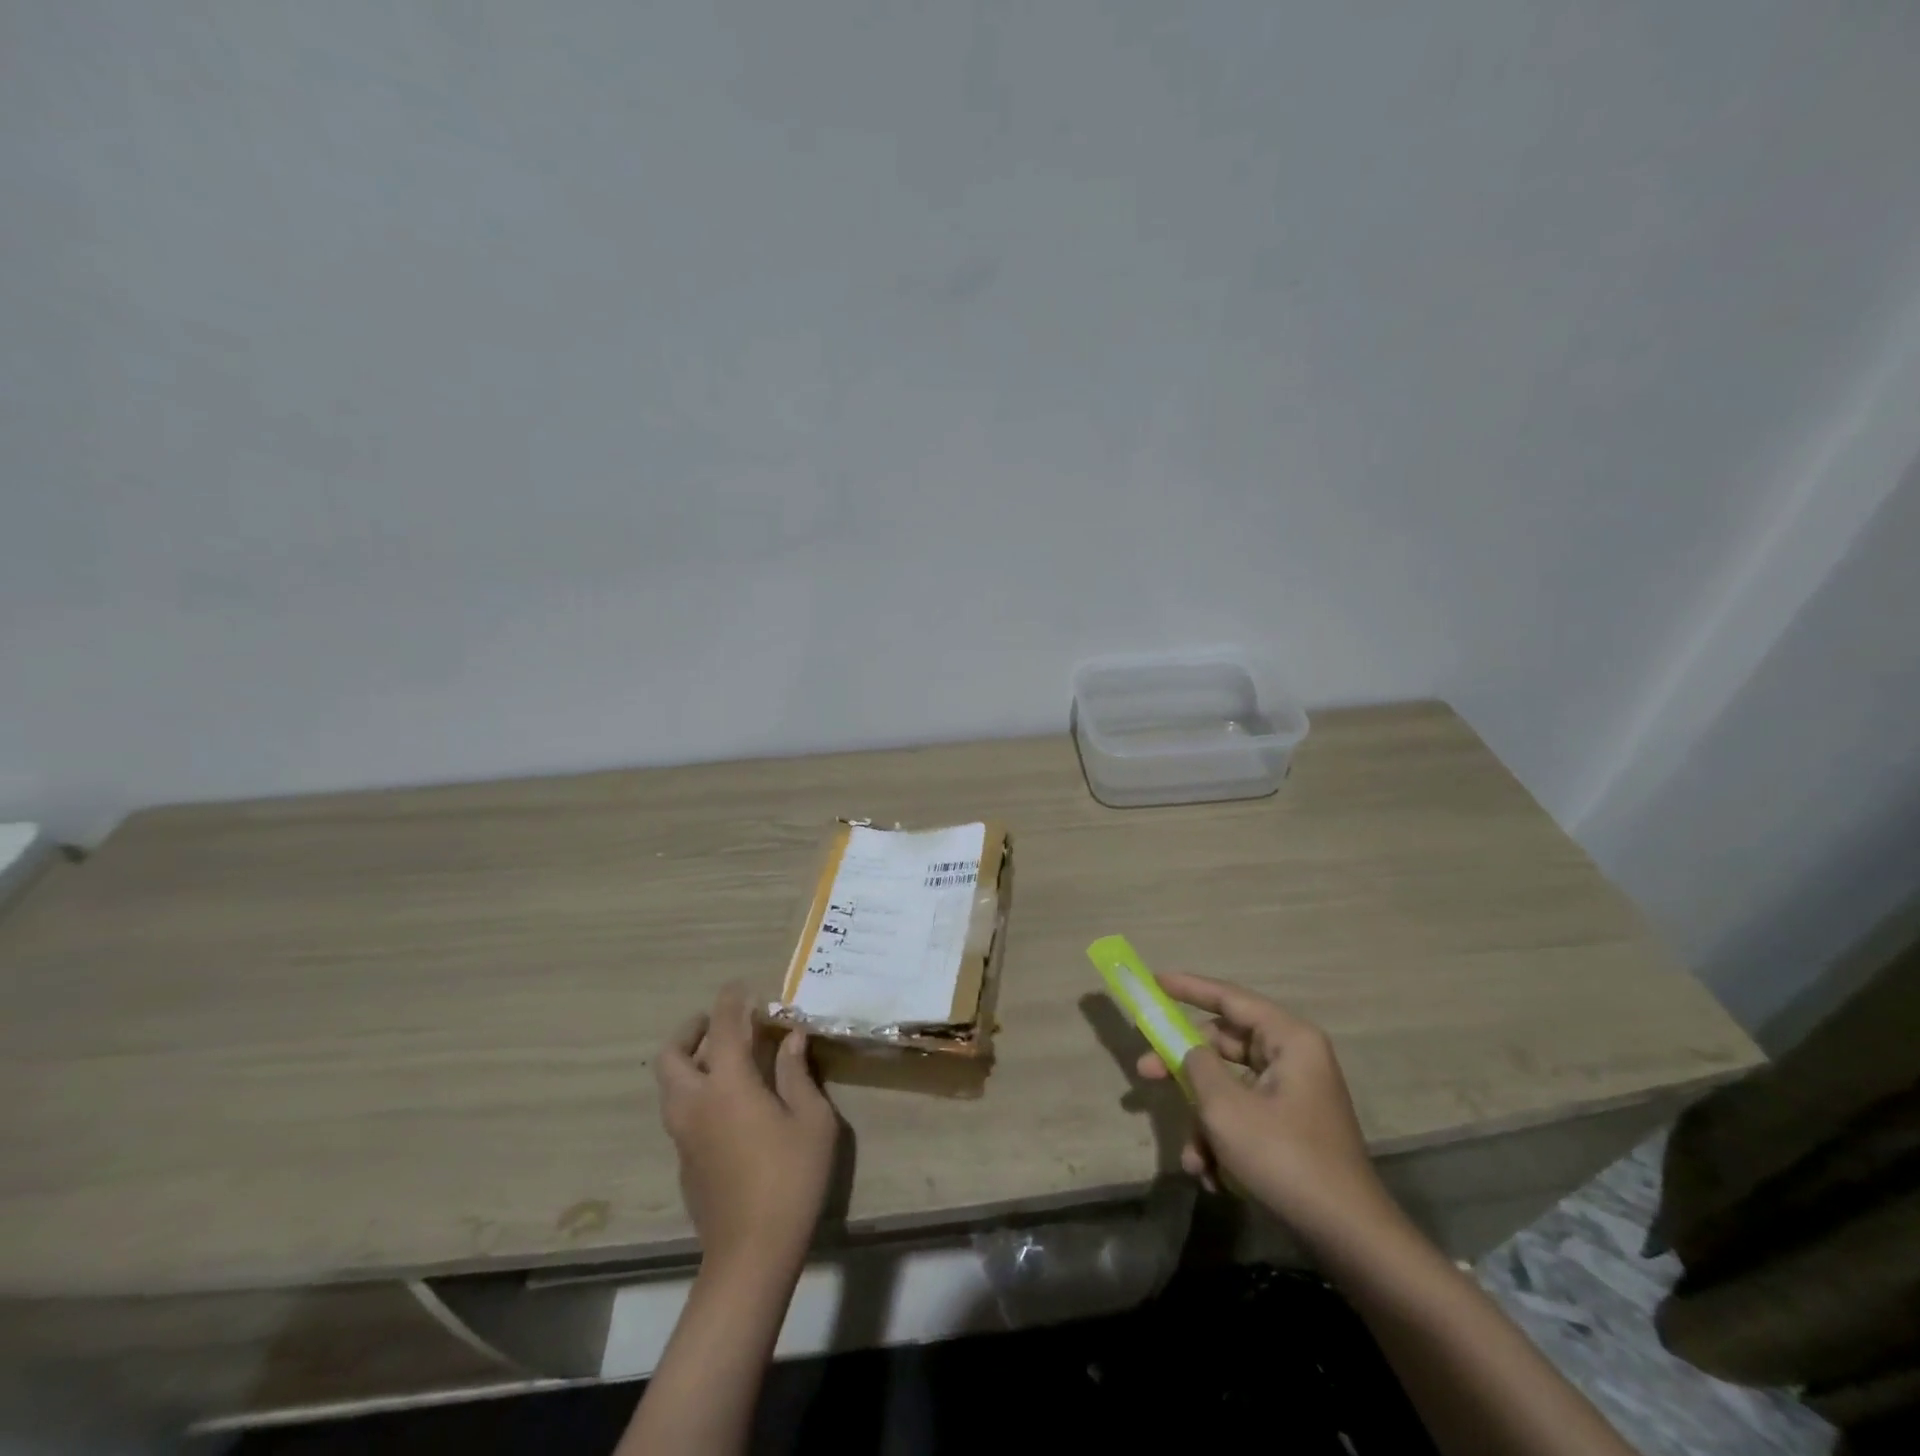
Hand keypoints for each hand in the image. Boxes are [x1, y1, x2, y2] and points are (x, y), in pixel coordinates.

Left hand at [654, 985, 839, 1283]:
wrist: (751, 1254)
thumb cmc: (791, 1178)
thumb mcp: (811, 1121)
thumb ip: (797, 1074)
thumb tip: (791, 1038)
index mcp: (728, 1086)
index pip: (724, 1028)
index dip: (731, 1001)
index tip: (741, 986)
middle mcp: (695, 1103)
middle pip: (672, 1055)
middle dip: (691, 1030)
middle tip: (718, 1023)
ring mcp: (683, 1135)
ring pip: (670, 1084)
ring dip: (689, 1060)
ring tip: (724, 1058)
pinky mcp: (683, 1161)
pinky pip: (679, 1110)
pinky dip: (694, 1090)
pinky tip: (727, 1103)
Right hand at [1137, 971, 1394, 1246]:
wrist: (1348, 1238)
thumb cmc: (1284, 1157)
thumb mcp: (1226, 1107)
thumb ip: (1196, 1065)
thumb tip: (1187, 1049)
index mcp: (1288, 1039)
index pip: (1229, 998)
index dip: (1188, 988)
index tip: (1154, 982)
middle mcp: (1294, 1058)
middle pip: (1224, 1045)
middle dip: (1184, 1068)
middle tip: (1145, 1072)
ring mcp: (1294, 1095)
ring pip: (1229, 1088)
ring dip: (1203, 1120)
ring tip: (1193, 1159)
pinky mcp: (1291, 1128)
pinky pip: (1244, 1116)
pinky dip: (1223, 1140)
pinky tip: (1212, 1176)